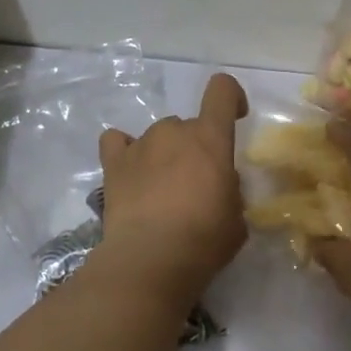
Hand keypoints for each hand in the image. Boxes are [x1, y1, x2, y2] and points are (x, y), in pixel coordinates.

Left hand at [96, 73, 249, 299]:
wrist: (151, 259)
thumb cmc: (204, 240)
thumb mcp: (237, 218)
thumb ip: (230, 191)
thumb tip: (219, 185)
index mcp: (211, 139)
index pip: (222, 91)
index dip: (232, 97)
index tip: (236, 117)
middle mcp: (174, 132)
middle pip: (188, 125)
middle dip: (195, 148)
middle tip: (196, 184)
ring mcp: (140, 145)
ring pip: (158, 137)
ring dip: (164, 155)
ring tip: (162, 190)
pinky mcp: (113, 164)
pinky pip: (117, 142)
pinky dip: (125, 151)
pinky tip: (131, 173)